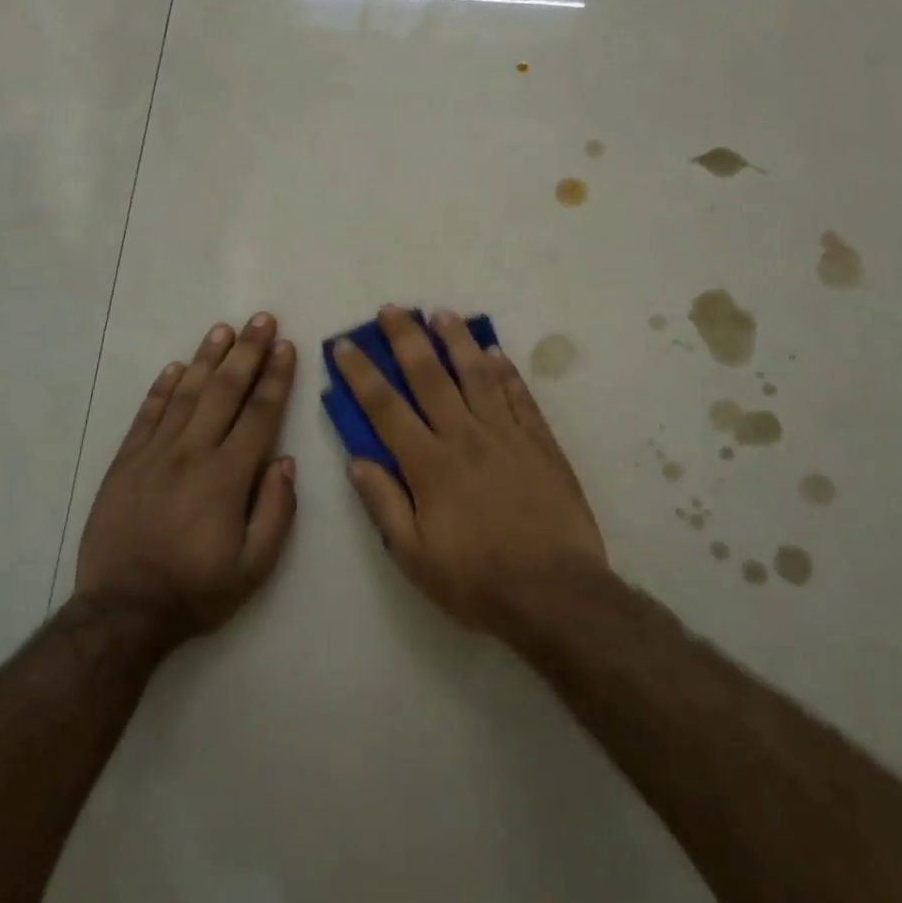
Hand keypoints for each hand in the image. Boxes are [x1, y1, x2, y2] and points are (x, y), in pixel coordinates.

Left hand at [73, 314, 297, 641]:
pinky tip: (176, 368)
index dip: (276, 378)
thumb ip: (276, 510)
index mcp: (227, 476)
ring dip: (206, 358)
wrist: (124, 611)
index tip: (287, 347)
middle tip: (261, 319)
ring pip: (185, 394)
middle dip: (247, 353)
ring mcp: (154, 454)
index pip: (259, 414)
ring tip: (224, 329)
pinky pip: (147, 415)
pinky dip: (162, 388)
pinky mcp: (125, 463)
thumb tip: (285, 461)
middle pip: (224, 391)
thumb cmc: (198, 589)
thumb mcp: (255, 565)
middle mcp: (192, 453)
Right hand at [333, 305, 608, 631]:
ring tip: (442, 314)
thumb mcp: (414, 556)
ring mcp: (507, 435)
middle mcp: (465, 437)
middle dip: (406, 339)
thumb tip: (356, 459)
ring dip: (456, 341)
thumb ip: (384, 503)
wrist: (555, 593)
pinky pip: (519, 395)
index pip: (385, 408)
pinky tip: (494, 351)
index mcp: (429, 465)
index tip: (345, 345)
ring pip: (477, 374)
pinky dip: (505, 370)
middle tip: (392, 310)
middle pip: (430, 377)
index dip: (362, 373)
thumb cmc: (477, 580)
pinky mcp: (541, 442)